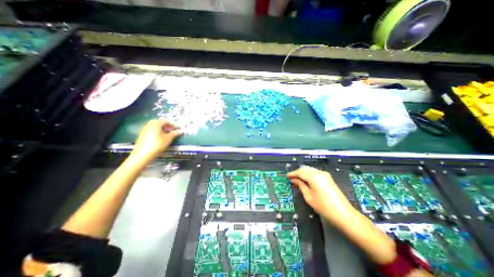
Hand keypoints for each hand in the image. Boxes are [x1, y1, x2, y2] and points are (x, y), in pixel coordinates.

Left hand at [132, 119, 182, 162]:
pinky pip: (153, 130)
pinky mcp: (143, 134)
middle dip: (168, 126)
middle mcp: (149, 124)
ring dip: (164, 129)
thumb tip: (181, 131)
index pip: (166, 120)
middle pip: (161, 122)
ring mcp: (145, 129)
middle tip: (174, 131)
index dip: (174, 124)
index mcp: (156, 123)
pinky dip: (159, 132)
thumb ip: (175, 133)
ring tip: (169, 134)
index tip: (179, 128)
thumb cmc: (157, 144)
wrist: (143, 154)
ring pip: (156, 126)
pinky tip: (162, 137)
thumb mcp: (168, 139)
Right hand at [288, 166, 357, 223]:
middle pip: (305, 168)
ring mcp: (325, 174)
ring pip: (310, 169)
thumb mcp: (308, 196)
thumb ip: (300, 185)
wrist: (343, 214)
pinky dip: (308, 175)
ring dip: (303, 173)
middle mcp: (319, 172)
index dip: (292, 174)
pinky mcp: (328, 178)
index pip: (300, 172)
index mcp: (314, 176)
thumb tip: (294, 180)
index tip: (287, 176)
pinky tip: (306, 180)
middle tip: (291, 178)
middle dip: (297, 172)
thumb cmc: (323, 206)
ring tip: (297, 180)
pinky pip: (315, 172)